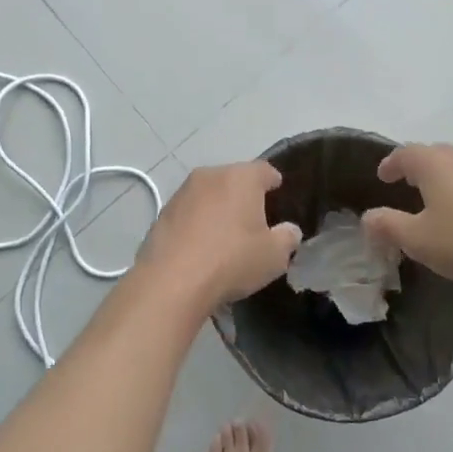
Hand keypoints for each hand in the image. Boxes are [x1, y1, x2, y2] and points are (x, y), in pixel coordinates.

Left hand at [138, 162, 301, 309]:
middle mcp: (211, 175)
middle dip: (245, 195)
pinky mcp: (163, 211)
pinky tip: (200, 246)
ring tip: (225, 235)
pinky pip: (189, 211)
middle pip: (234, 179)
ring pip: (209, 194)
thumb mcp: (274, 256)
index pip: (265, 170)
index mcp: (241, 177)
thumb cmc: (232, 260)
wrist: (172, 281)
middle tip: (254, 220)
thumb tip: (289, 230)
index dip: (274, 182)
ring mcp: (183, 191)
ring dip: (218, 208)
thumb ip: (287, 238)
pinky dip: (197, 222)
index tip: (278, 195)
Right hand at [361, 144, 452, 290]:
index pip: (404, 153)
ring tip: (437, 200)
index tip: (382, 176)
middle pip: (433, 154)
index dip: (390, 164)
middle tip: (407, 184)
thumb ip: (389, 226)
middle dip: (418, 167)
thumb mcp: (418, 240)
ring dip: (444, 179)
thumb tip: (367, 217)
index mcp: (434, 163)